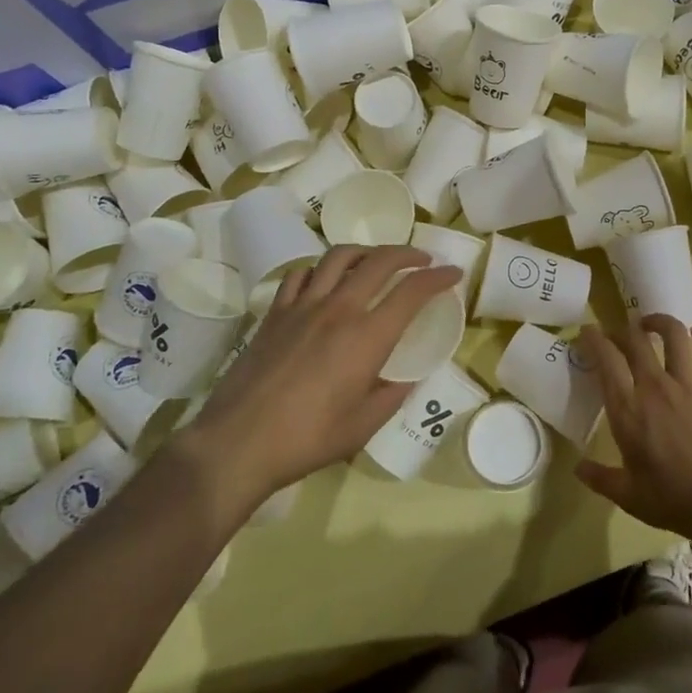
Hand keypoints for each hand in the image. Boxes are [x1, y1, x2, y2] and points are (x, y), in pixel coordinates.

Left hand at [179, 245, 461, 513]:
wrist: (238, 441)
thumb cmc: (307, 439)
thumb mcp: (362, 427)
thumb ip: (391, 396)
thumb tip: (407, 377)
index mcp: (367, 337)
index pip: (412, 292)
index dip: (438, 278)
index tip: (453, 273)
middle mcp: (339, 309)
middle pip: (380, 261)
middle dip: (408, 253)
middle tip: (423, 260)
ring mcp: (303, 305)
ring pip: (340, 256)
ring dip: (366, 251)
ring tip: (377, 260)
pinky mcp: (276, 311)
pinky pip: (302, 274)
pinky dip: (321, 269)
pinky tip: (325, 280)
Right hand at [575, 314, 691, 544]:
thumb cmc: (672, 501)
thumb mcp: (627, 495)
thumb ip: (599, 478)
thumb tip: (577, 468)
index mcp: (628, 410)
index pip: (606, 360)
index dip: (594, 339)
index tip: (588, 331)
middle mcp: (655, 387)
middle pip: (635, 340)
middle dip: (622, 330)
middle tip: (619, 334)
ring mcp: (689, 385)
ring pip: (674, 336)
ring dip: (660, 322)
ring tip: (652, 323)